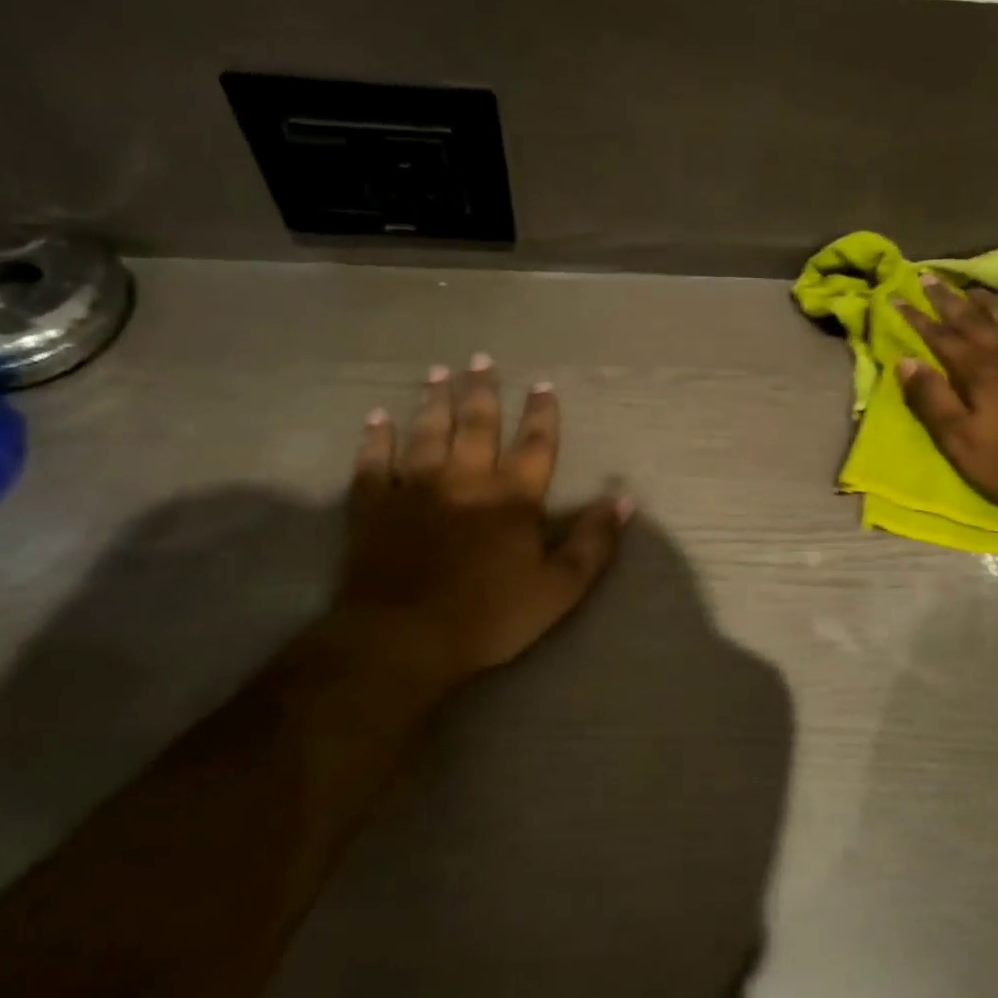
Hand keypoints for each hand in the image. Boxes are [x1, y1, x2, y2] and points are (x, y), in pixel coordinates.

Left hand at [332, 356, 629, 675]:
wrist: (403, 639)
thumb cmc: (489, 616)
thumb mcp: (559, 588)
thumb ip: (592, 542)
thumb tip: (623, 500)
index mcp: (512, 498)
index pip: (535, 445)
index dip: (542, 414)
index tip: (543, 384)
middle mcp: (466, 479)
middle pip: (477, 425)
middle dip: (482, 391)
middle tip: (480, 358)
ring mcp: (416, 488)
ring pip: (427, 433)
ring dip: (434, 401)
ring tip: (438, 373)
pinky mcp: (375, 506)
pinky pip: (374, 462)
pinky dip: (375, 438)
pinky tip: (377, 417)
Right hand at [896, 275, 997, 521]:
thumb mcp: (959, 439)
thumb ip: (931, 399)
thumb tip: (905, 361)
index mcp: (977, 371)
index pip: (939, 336)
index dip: (917, 317)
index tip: (897, 296)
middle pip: (973, 320)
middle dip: (948, 299)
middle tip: (929, 277)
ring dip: (990, 303)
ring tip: (976, 289)